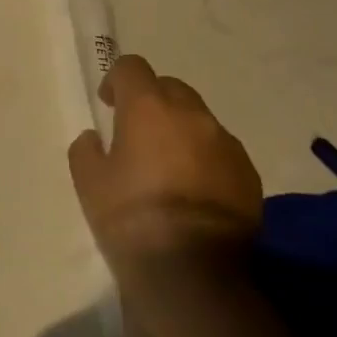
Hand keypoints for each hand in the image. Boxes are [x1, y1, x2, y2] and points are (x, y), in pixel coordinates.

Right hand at [67, 57, 262, 288]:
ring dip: (181, 130)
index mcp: (148, 108)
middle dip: (153, 100)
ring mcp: (226, 144)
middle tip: (137, 131)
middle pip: (171, 87)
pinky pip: (221, 150)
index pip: (133, 67)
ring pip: (200, 120)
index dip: (117, 79)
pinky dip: (204, 157)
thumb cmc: (128, 215)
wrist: (191, 269)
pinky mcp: (249, 174)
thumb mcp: (88, 180)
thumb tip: (97, 138)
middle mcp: (192, 115)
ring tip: (168, 164)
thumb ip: (87, 148)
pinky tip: (192, 189)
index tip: (109, 104)